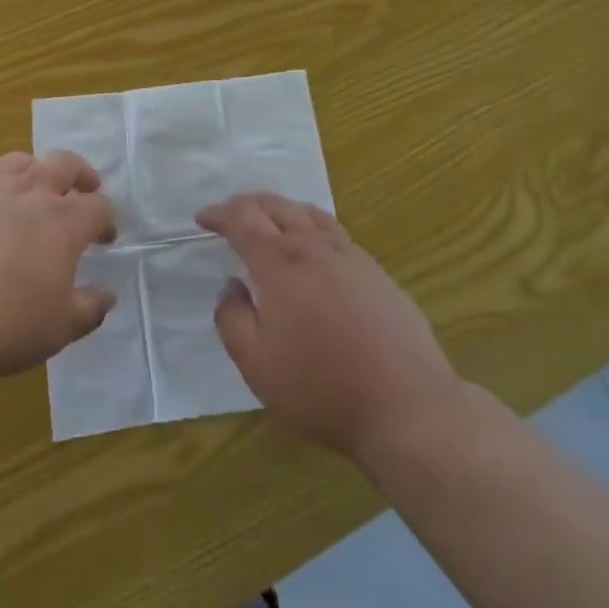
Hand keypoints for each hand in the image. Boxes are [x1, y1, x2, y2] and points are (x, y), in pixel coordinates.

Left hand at [0, 151, 115, 385]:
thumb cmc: (5, 327)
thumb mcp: (60, 329)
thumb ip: (90, 308)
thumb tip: (108, 295)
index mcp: (64, 222)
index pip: (98, 206)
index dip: (106, 220)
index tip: (104, 239)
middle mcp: (30, 194)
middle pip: (64, 164)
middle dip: (80, 174)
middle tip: (84, 188)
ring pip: (19, 162)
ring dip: (35, 171)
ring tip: (33, 191)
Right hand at [204, 193, 464, 467]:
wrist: (406, 404)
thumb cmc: (321, 386)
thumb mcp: (257, 364)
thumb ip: (232, 319)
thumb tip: (230, 287)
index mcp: (280, 263)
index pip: (243, 221)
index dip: (219, 214)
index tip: (202, 217)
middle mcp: (314, 246)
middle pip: (276, 206)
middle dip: (247, 204)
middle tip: (229, 213)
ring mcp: (350, 255)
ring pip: (309, 213)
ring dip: (281, 207)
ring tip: (268, 216)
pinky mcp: (376, 271)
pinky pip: (334, 230)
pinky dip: (310, 223)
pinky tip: (313, 243)